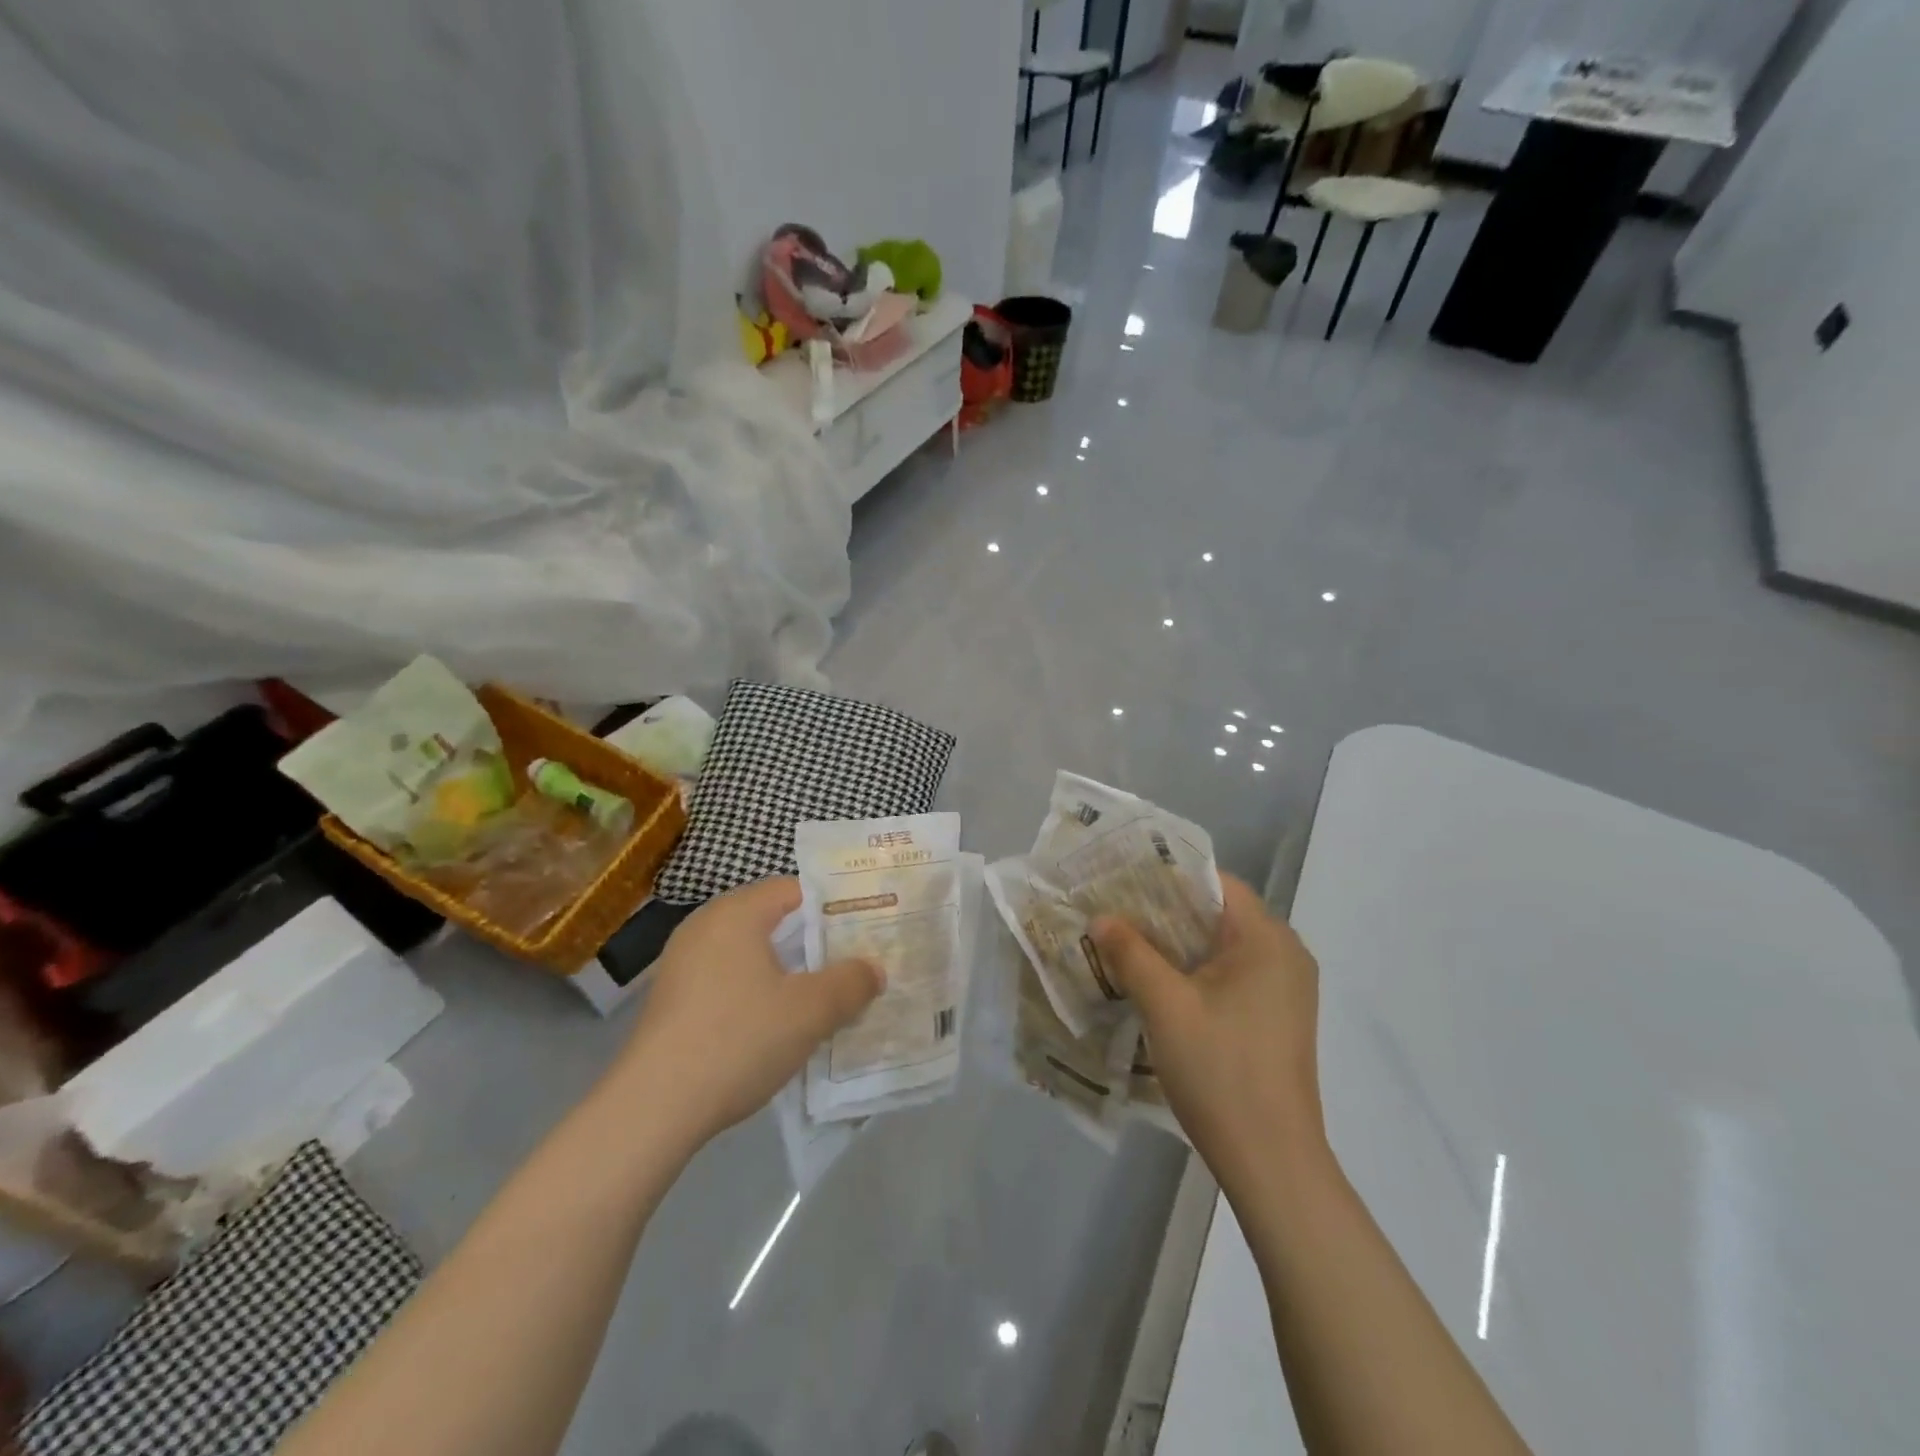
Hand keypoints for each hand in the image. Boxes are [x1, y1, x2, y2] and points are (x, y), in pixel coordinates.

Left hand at [616, 877, 882, 1151]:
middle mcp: (705, 926)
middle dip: (815, 943)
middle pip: (773, 921)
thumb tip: (873, 969)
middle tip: (854, 964)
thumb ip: (850, 983)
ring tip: (824, 997)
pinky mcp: (673, 1000)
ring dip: (788, 972)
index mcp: (737, 912)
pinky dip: (758, 993)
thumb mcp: (810, 1011)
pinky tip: (778, 1026)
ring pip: (751, 954)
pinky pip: (728, 981)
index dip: (835, 907)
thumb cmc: (738, 1039)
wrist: (652, 1108)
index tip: (866, 930)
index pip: (796, 890)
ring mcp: (683, 963)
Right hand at [1092, 875, 1325, 1186]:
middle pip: (1219, 912)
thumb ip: (1131, 952)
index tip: (1122, 877)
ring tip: (1127, 940)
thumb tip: (1101, 918)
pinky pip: (1233, 973)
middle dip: (1166, 909)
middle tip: (1115, 908)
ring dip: (1179, 942)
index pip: (1215, 882)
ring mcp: (1286, 989)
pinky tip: (1160, 981)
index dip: (1167, 875)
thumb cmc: (1220, 1070)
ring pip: (1224, 946)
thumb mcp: (1165, 1005)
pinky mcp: (1278, 1017)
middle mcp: (1286, 953)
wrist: (1272, 1161)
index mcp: (1268, 938)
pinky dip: (1197, 969)